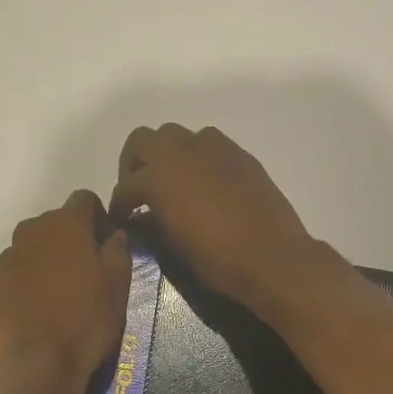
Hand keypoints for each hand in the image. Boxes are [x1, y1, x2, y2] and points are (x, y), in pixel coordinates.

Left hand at [0, 191, 130, 393]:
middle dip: (73, 238)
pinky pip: (19, 271)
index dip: (99, 216)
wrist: (32, 365)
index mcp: (65, 224)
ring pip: (36, 246)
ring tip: (64, 292)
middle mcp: (32, 231)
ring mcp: (8, 258)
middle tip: (89, 270)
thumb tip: (115, 235)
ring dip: (50, 258)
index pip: (84, 199)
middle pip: (57, 222)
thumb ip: (118, 253)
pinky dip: (31, 280)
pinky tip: (42, 309)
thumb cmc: (84, 322)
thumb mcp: (117, 289)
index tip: (107, 243)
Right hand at [109, 125, 325, 312]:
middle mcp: (181, 152)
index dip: (120, 204)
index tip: (122, 218)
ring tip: (171, 180)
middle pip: (143, 140)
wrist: (272, 256)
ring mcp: (212, 148)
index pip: (127, 186)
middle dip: (135, 163)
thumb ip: (152, 225)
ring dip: (166, 153)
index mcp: (159, 177)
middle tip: (139, 189)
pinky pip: (208, 143)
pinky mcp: (238, 154)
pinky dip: (196, 156)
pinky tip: (203, 182)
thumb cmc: (217, 259)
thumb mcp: (174, 246)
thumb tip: (140, 219)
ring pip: (176, 134)